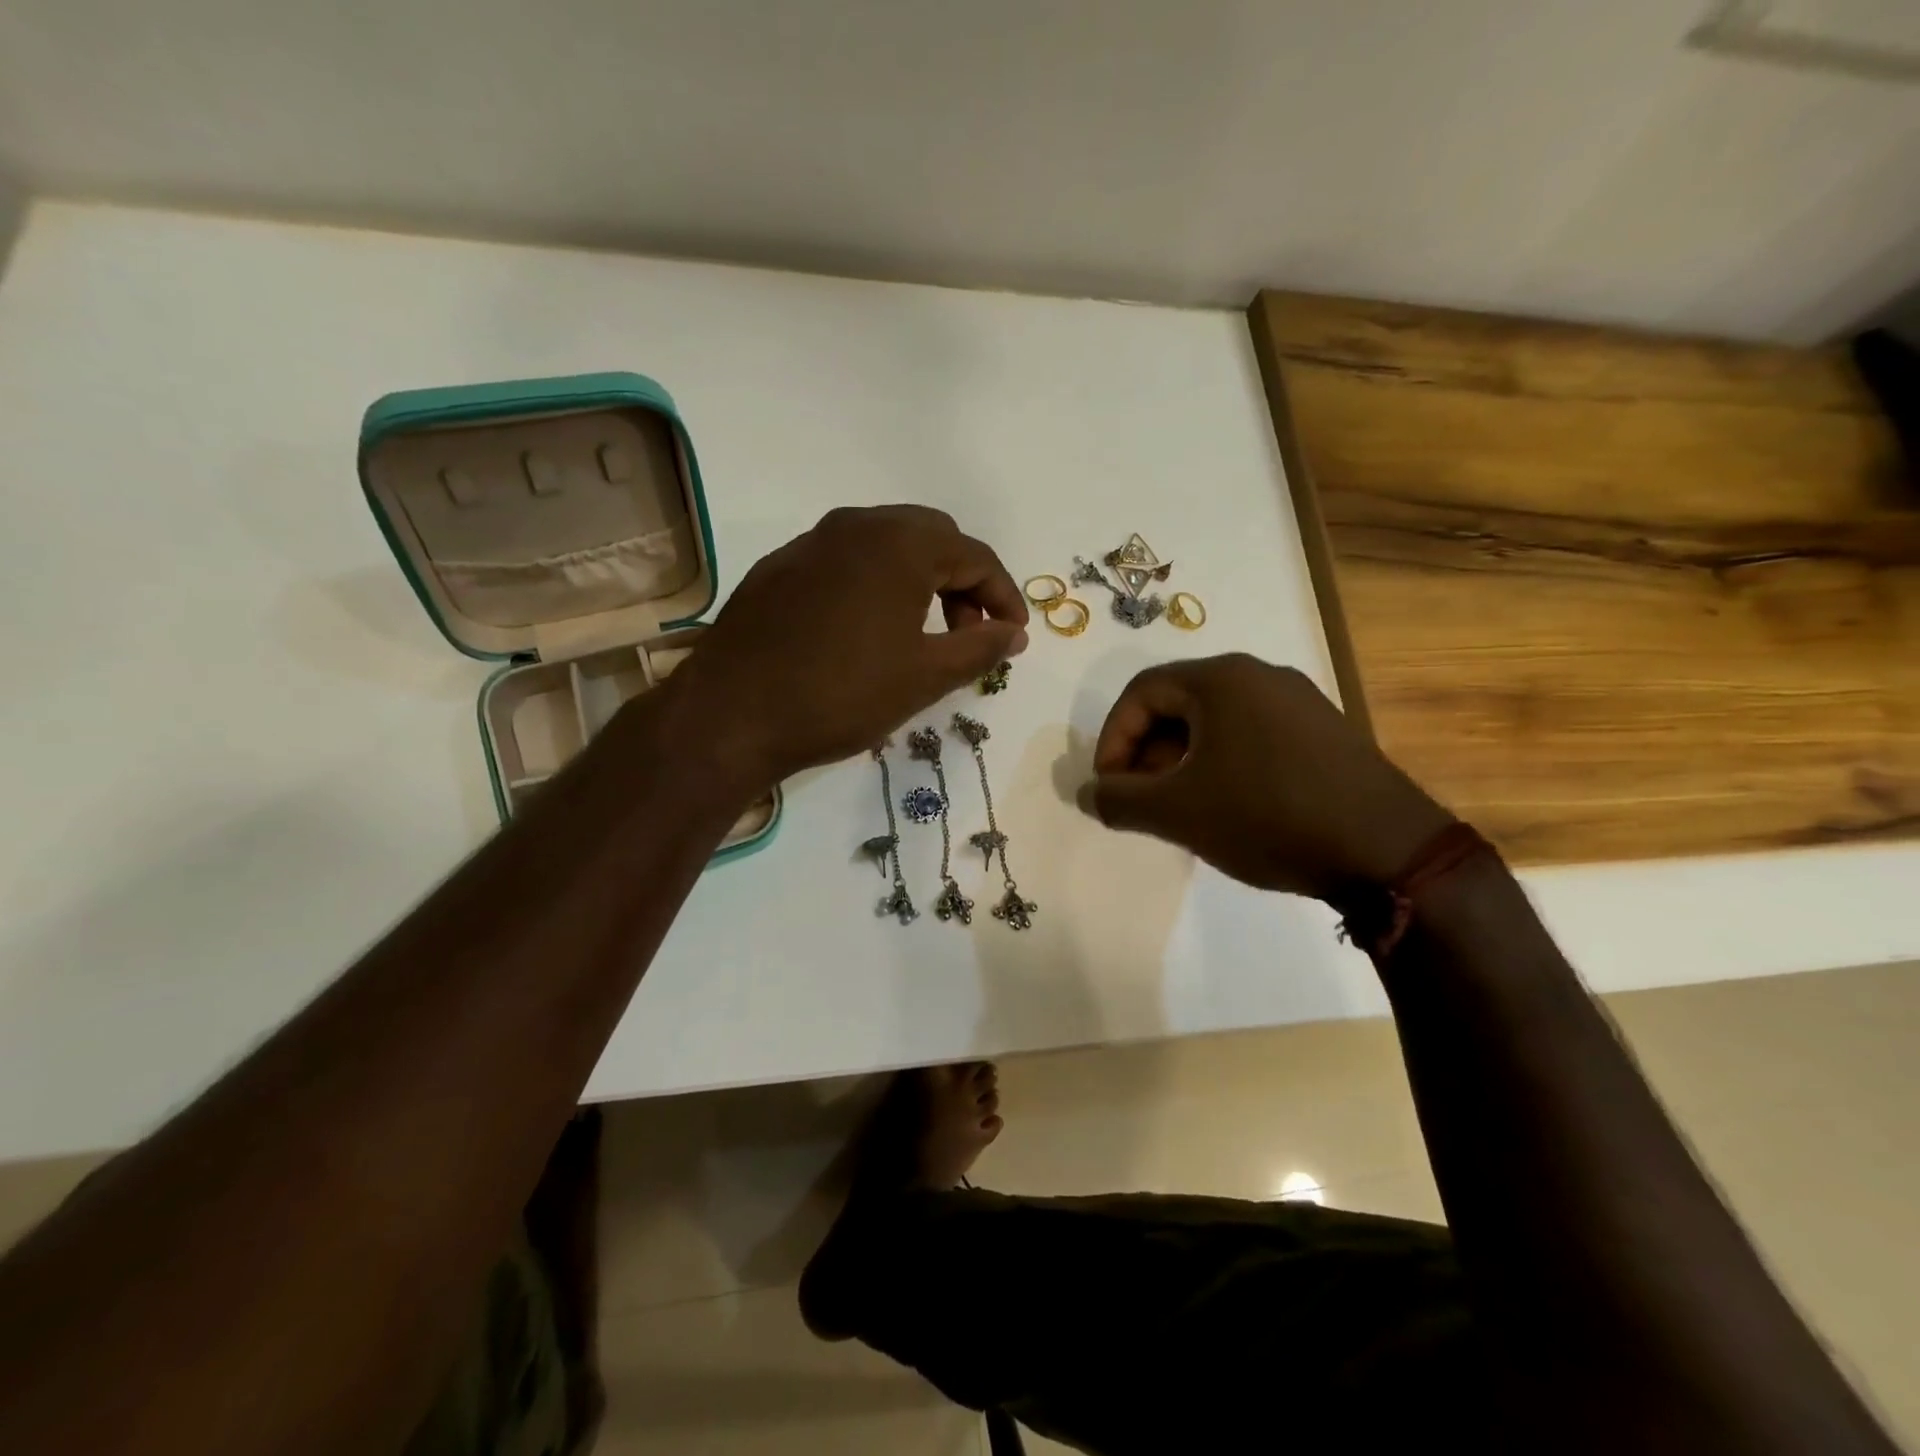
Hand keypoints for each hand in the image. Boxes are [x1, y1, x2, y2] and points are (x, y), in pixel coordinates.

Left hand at [675, 506, 1028, 783]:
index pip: (975, 555)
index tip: (1013, 636)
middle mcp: (856, 525)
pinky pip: (846, 562)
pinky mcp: (780, 568)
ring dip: (919, 582)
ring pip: (886, 547)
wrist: (731, 715)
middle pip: (931, 539)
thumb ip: (981, 648)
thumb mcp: (925, 676)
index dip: (1004, 596)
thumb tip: (1014, 633)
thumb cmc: (842, 694)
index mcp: (900, 543)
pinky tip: (867, 632)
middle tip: (969, 633)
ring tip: (923, 635)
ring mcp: (811, 543)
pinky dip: (876, 586)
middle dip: (962, 583)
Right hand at [1086, 654, 1453, 900]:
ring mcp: (1299, 702)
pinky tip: (1226, 808)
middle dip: (1146, 753)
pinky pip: (1251, 736)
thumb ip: (1119, 799)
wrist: (1386, 851)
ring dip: (1181, 761)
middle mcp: (1260, 676)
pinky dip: (1221, 765)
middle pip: (1178, 704)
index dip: (1112, 739)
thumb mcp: (1177, 811)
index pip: (1141, 692)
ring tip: (1179, 809)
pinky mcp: (1324, 733)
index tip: (1110, 787)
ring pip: (1215, 723)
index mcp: (1221, 678)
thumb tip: (1087, 794)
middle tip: (1140, 800)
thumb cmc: (1266, 816)